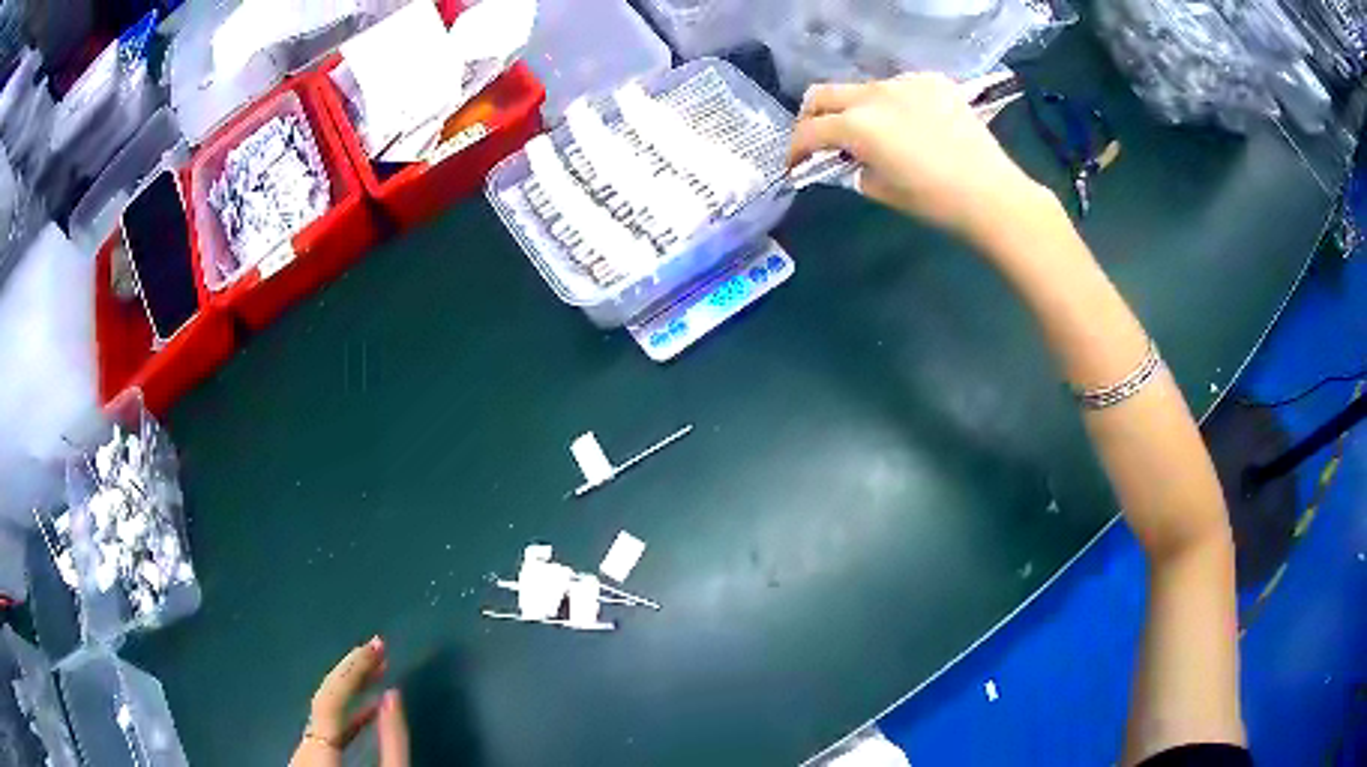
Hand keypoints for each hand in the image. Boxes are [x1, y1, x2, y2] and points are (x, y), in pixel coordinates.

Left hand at [290, 637, 408, 766]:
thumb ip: (393, 742)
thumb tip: (393, 696)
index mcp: (317, 748)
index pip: (330, 698)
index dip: (353, 669)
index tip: (378, 645)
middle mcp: (303, 744)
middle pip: (324, 699)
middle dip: (352, 673)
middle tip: (380, 649)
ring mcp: (304, 753)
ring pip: (325, 713)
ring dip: (352, 692)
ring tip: (378, 673)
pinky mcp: (312, 761)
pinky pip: (327, 730)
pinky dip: (348, 718)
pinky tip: (368, 710)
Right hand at [789, 73, 1053, 248]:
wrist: (992, 193)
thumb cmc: (934, 201)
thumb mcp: (880, 190)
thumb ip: (851, 169)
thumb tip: (842, 160)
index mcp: (858, 125)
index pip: (809, 131)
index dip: (795, 149)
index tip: (795, 165)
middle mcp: (874, 94)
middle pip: (824, 94)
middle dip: (812, 118)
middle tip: (820, 140)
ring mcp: (905, 82)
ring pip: (863, 89)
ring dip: (856, 109)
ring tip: (874, 134)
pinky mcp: (932, 81)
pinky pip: (898, 87)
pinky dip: (892, 104)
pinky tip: (910, 125)